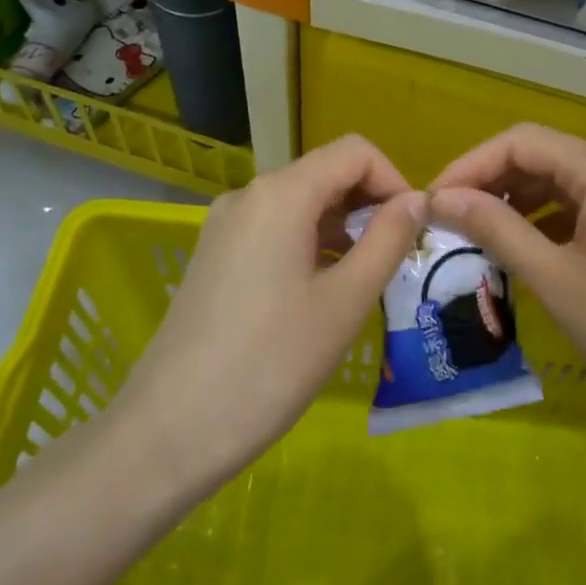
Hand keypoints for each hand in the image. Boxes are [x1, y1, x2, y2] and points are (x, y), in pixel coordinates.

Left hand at [113, 136, 423, 495]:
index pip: (354, 152)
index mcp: (281, 194)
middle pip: (325, 173)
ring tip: (365, 280)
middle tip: (396, 260)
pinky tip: (323, 291)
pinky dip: (310, 244)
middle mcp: (249, 195)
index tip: (412, 231)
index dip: (393, 180)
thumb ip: (387, 241)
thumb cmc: (269, 364)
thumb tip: (416, 200)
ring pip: (301, 203)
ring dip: (342, 227)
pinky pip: (275, 229)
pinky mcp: (214, 255)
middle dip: (369, 205)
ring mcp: (225, 225)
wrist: (169, 432)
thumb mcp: (344, 302)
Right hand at [428, 124, 585, 461]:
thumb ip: (494, 228)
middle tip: (449, 219)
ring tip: (477, 234)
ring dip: (520, 201)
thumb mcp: (553, 278)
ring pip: (566, 181)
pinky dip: (551, 219)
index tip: (433, 200)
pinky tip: (524, 246)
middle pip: (545, 156)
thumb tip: (440, 198)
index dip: (471, 165)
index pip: (522, 142)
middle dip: (493, 182)